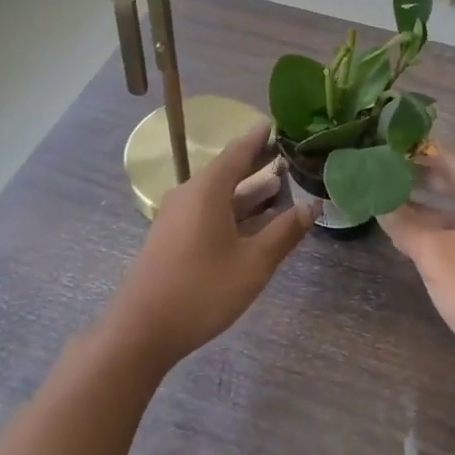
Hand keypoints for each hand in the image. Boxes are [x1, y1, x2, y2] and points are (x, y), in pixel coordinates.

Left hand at [106, 125, 314, 368]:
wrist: (141, 331)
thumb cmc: (201, 291)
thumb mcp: (253, 263)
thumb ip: (285, 232)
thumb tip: (313, 206)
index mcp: (207, 190)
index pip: (238, 152)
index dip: (259, 138)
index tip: (278, 123)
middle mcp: (190, 195)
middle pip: (229, 171)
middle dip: (259, 165)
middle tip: (290, 156)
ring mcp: (178, 217)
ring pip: (220, 195)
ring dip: (249, 192)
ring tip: (282, 187)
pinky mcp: (173, 238)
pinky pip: (209, 212)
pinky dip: (235, 211)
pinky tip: (256, 223)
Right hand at [379, 148, 454, 393]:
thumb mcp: (434, 254)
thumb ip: (404, 225)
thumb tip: (379, 204)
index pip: (452, 160)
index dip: (420, 153)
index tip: (389, 150)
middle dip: (422, 179)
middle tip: (385, 174)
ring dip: (429, 208)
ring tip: (392, 204)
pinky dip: (441, 231)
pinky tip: (416, 240)